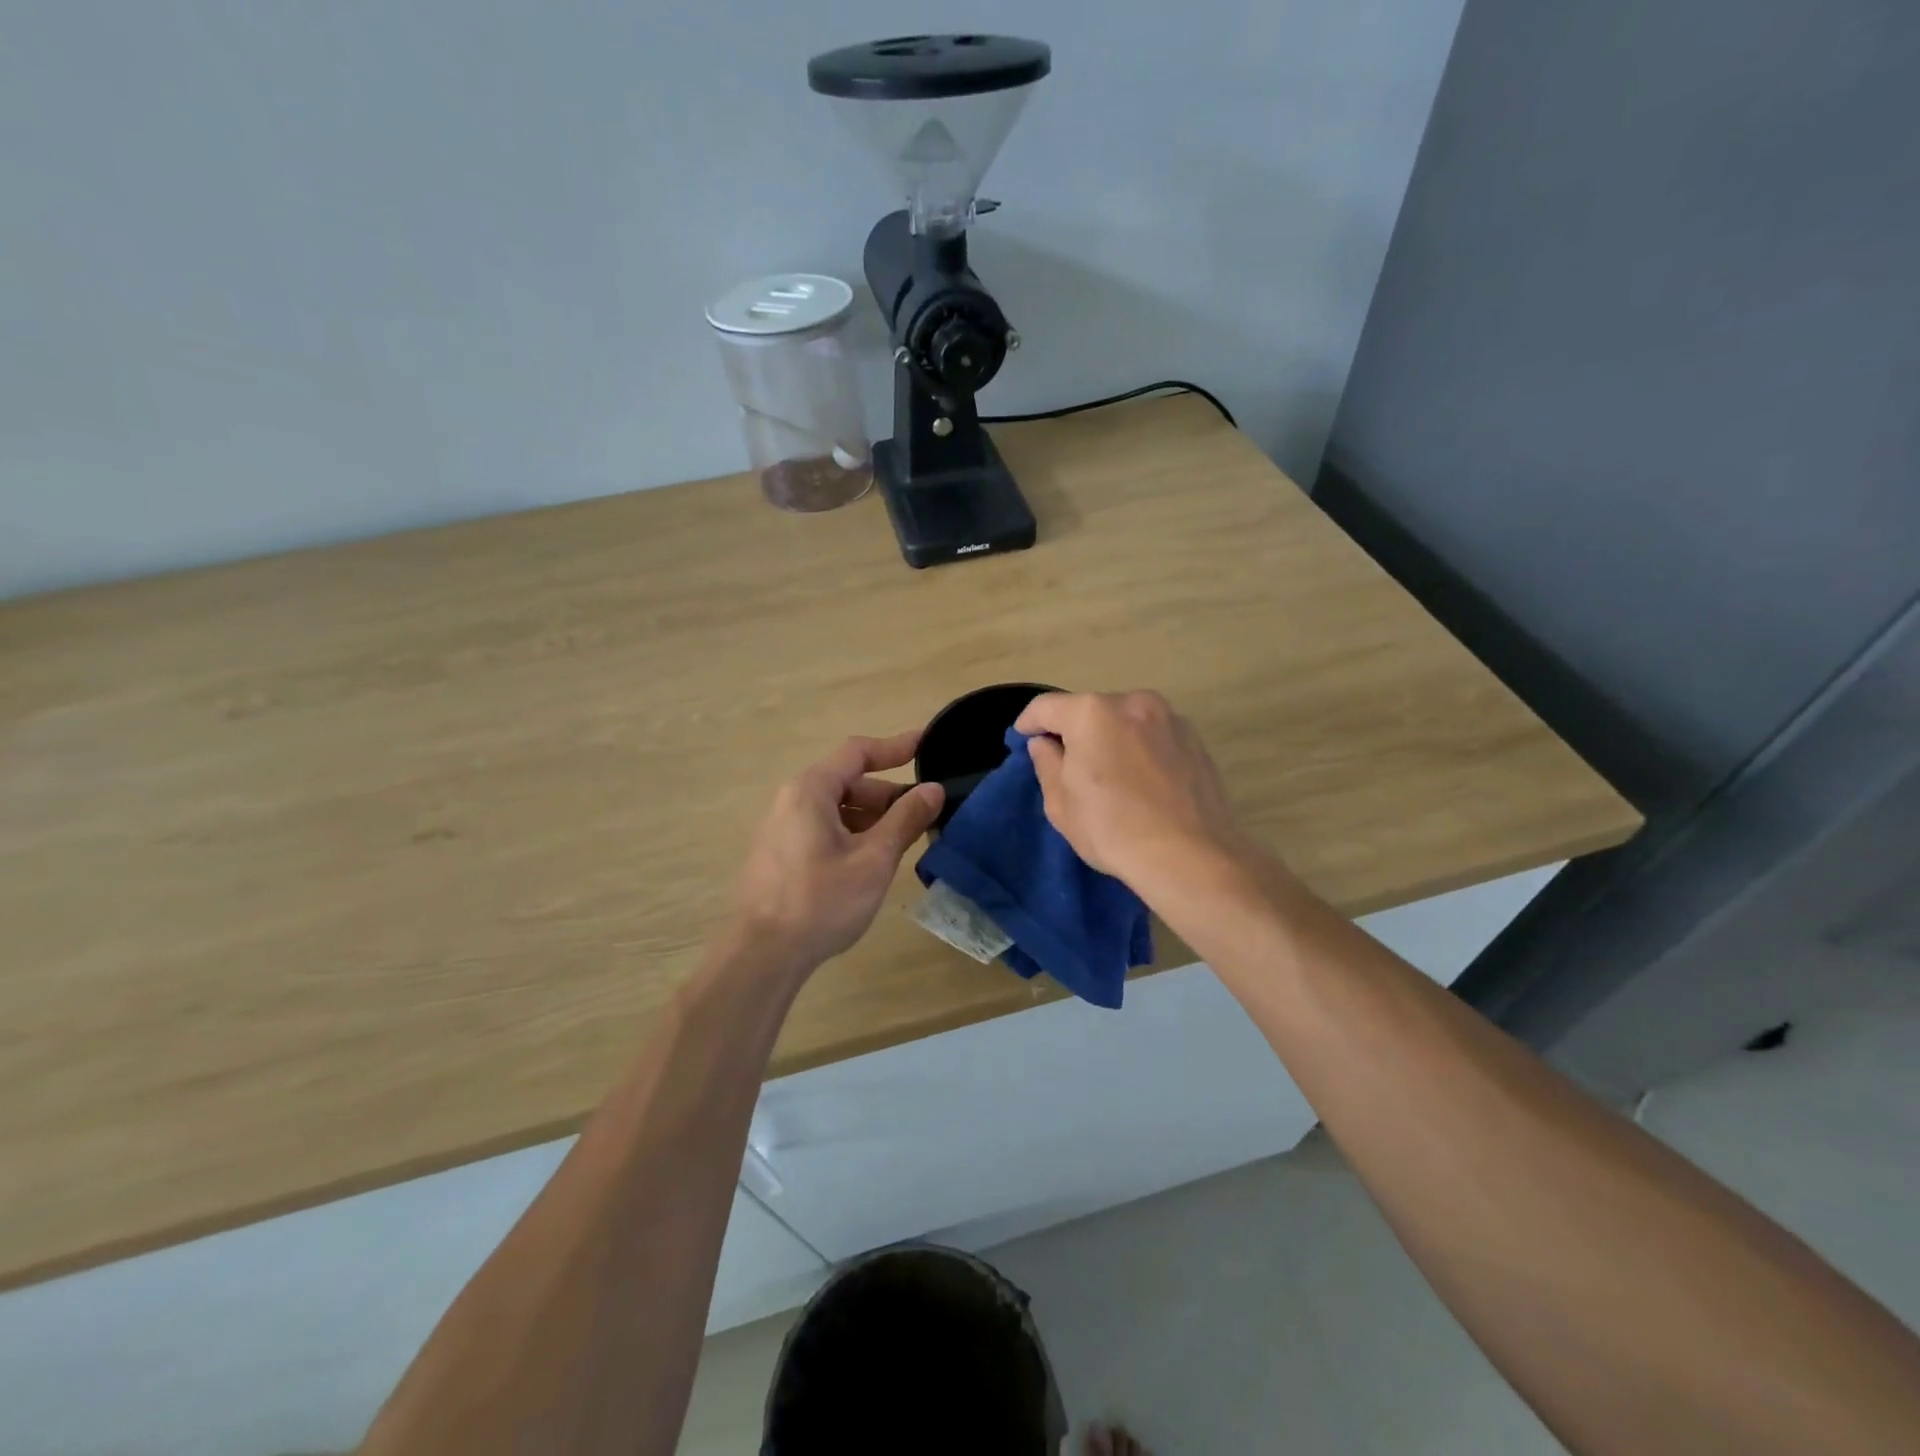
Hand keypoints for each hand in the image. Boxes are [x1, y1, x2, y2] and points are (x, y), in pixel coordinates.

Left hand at [729, 730, 943, 975]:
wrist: (763, 955)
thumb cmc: (821, 901)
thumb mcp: (873, 859)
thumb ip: (905, 819)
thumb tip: (933, 789)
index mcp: (811, 791)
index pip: (858, 753)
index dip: (895, 746)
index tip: (926, 744)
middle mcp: (792, 800)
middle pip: (848, 782)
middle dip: (888, 795)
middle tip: (925, 813)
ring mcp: (783, 828)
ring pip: (837, 809)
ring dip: (873, 818)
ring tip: (905, 840)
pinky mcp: (781, 854)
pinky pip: (824, 829)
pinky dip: (853, 834)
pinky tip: (873, 861)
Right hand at [1014, 690, 1246, 886]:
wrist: (1191, 857)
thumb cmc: (1113, 829)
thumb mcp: (1061, 803)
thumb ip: (1047, 763)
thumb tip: (1045, 743)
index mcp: (1092, 712)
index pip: (1046, 707)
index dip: (1028, 722)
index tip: (1023, 738)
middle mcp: (1133, 702)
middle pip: (1090, 710)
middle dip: (1074, 731)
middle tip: (1067, 763)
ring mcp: (1170, 718)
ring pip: (1125, 721)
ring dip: (1110, 738)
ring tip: (1109, 774)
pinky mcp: (1196, 740)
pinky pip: (1153, 736)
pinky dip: (1140, 749)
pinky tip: (1141, 782)